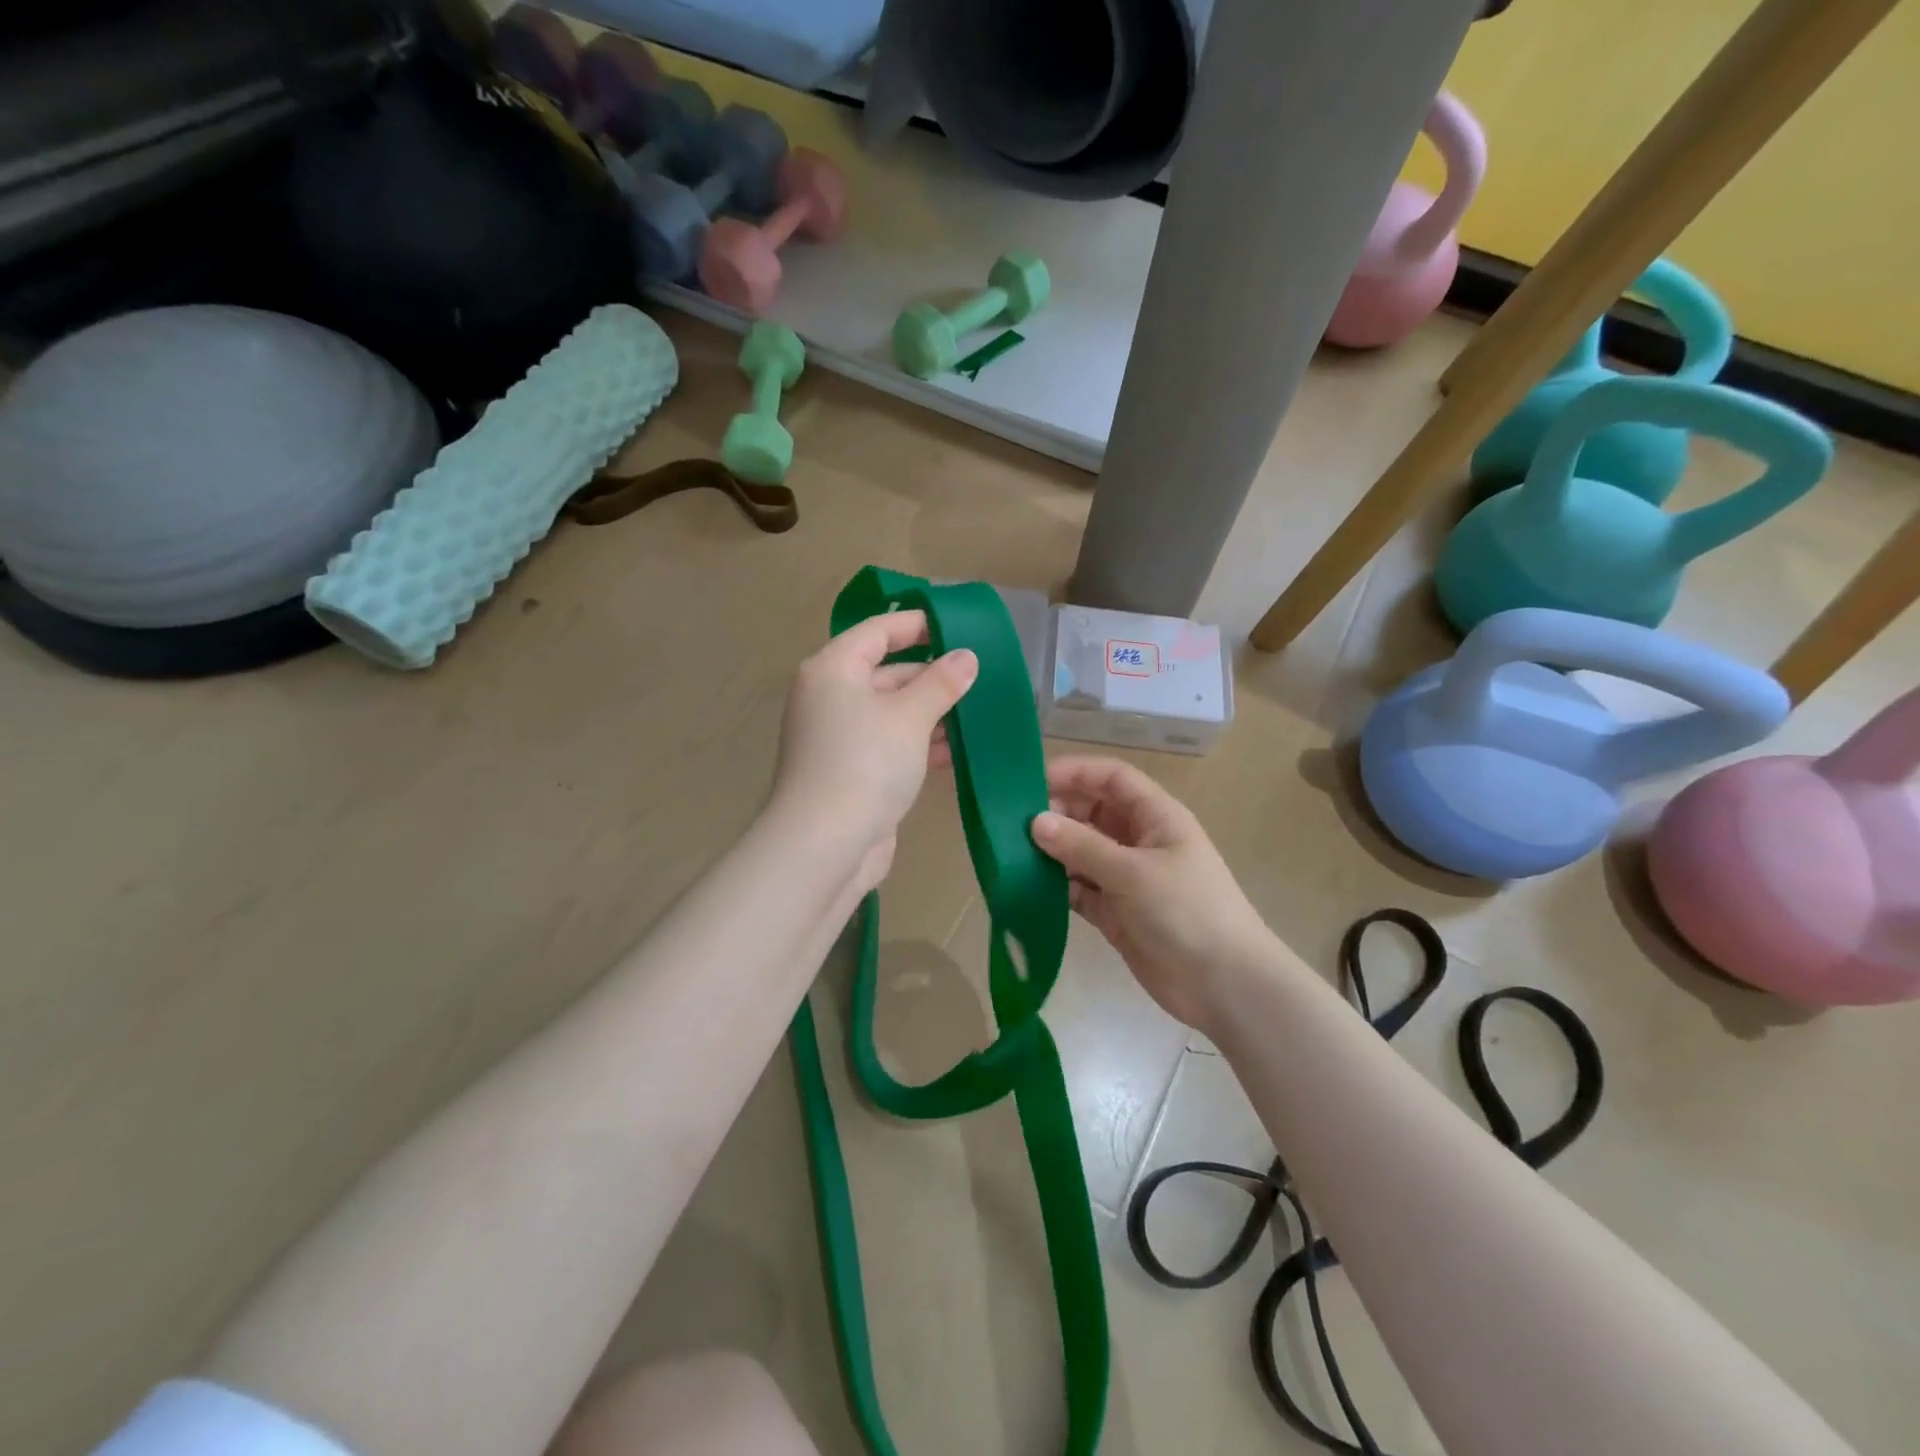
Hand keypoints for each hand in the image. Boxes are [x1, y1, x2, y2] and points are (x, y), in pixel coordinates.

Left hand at [769, 610, 977, 894]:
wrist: (825, 845)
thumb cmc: (866, 764)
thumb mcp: (909, 717)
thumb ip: (940, 682)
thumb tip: (966, 656)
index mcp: (833, 670)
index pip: (877, 631)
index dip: (917, 624)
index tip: (959, 626)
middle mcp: (830, 697)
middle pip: (885, 671)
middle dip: (932, 674)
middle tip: (980, 674)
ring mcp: (839, 737)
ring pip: (891, 711)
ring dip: (932, 711)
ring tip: (979, 710)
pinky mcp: (851, 771)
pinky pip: (890, 744)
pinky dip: (920, 742)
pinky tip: (958, 749)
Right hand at [1030, 756, 1274, 1032]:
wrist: (1225, 986)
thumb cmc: (1187, 912)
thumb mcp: (1133, 872)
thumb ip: (1082, 845)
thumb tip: (1035, 821)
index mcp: (1155, 817)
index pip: (1111, 778)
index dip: (1074, 772)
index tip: (1031, 781)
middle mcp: (1139, 840)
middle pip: (1091, 812)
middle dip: (1056, 813)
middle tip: (1012, 824)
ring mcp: (1126, 878)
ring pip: (1081, 851)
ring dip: (1052, 851)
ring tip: (1011, 854)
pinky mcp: (1115, 912)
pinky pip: (1078, 889)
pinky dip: (1056, 887)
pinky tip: (1027, 888)